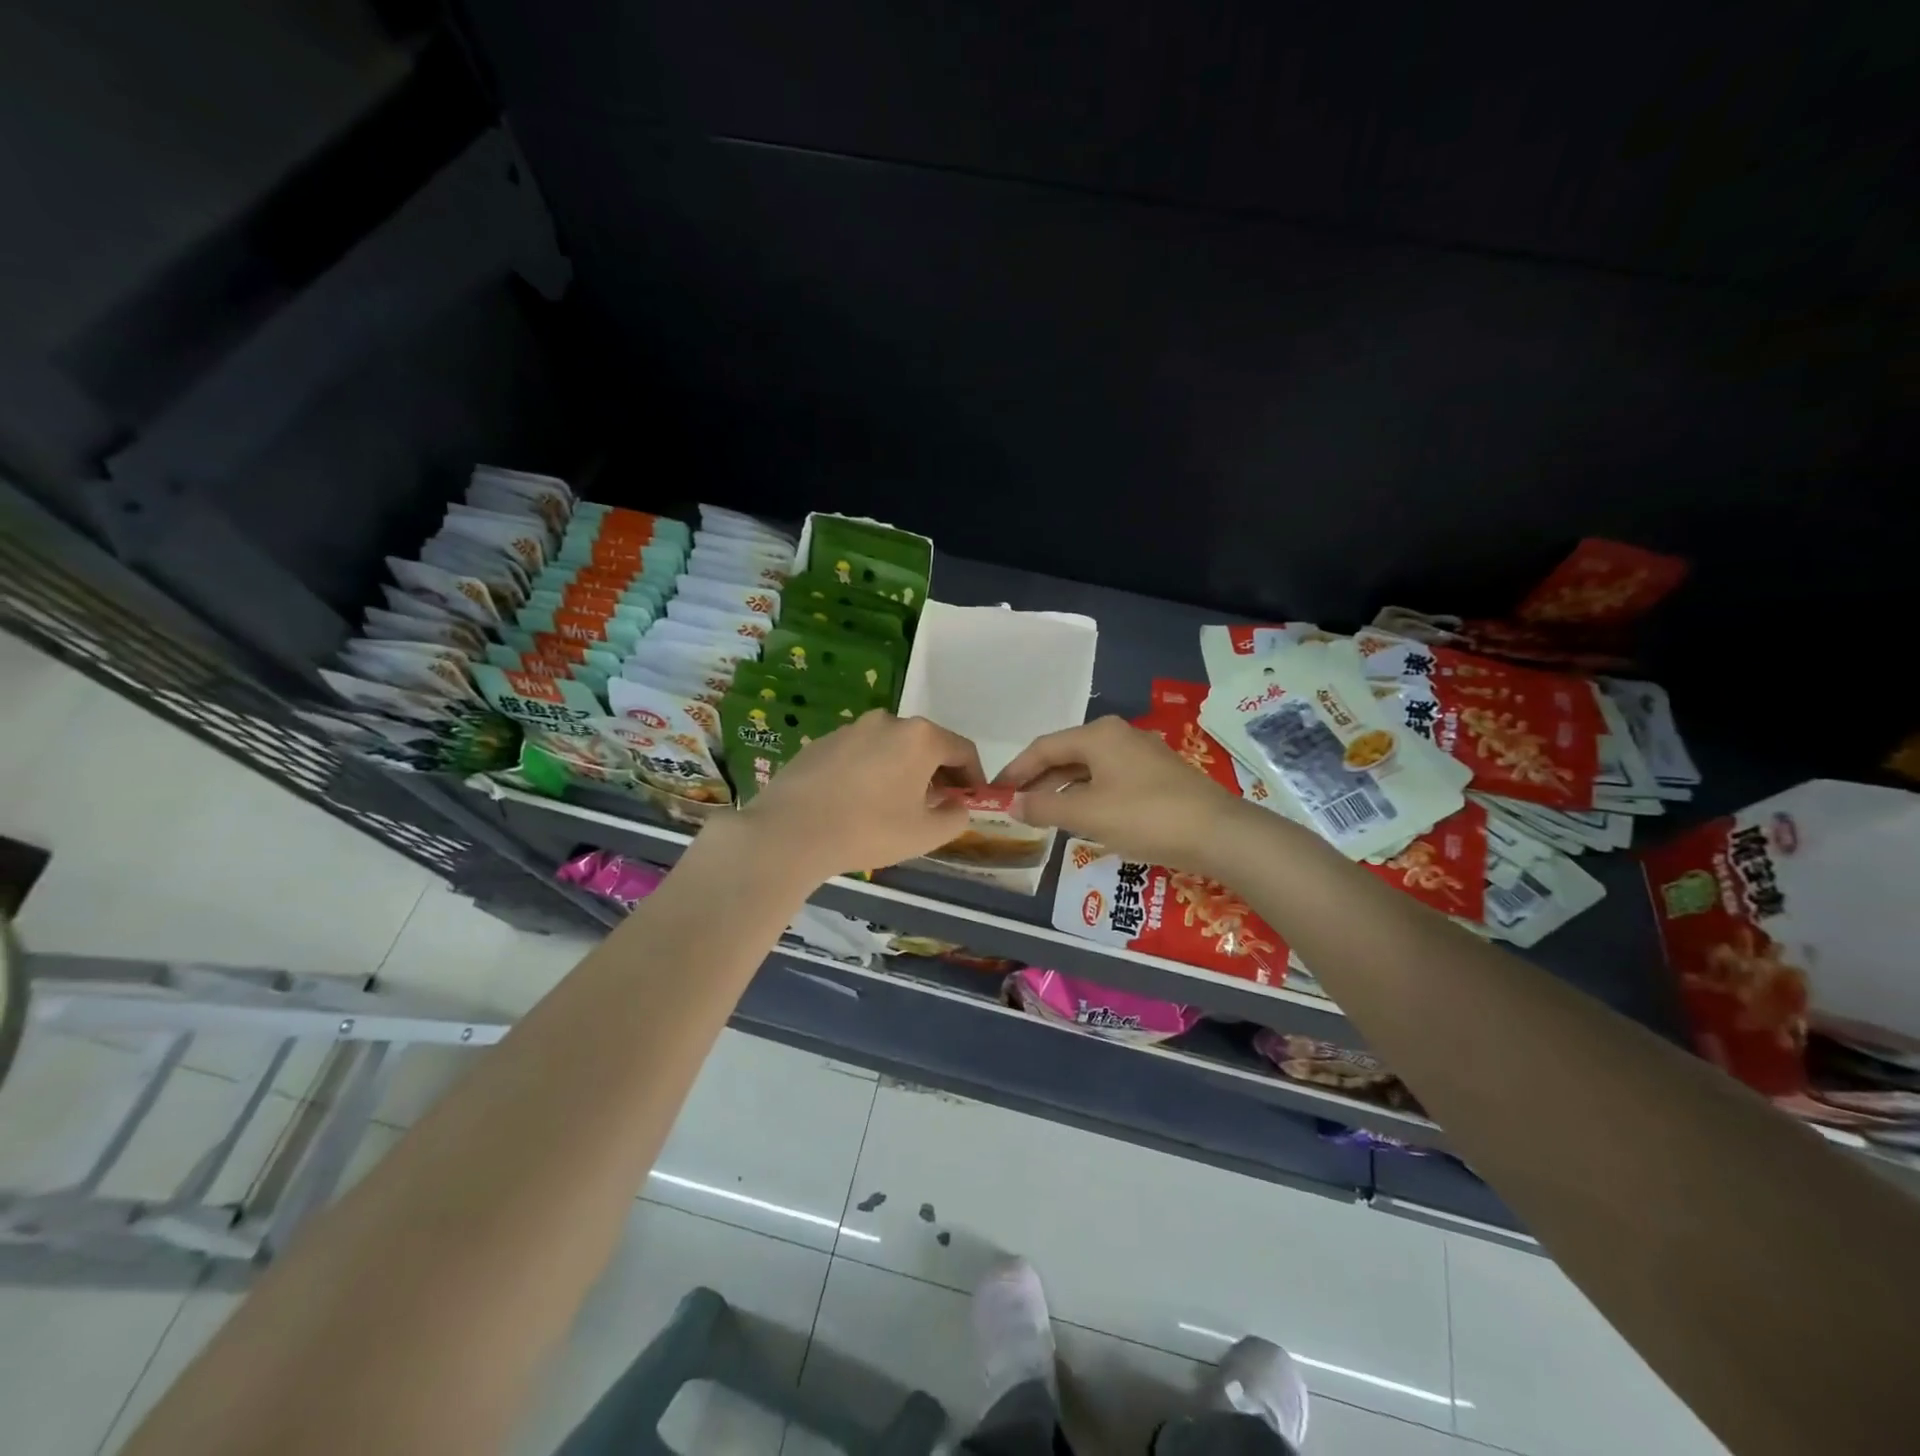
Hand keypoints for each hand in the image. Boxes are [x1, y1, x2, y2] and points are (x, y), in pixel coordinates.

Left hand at [739, 710, 986, 879]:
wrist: (790, 831)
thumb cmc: (869, 830)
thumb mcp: (925, 834)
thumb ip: (955, 817)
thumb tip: (958, 806)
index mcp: (920, 738)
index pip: (962, 750)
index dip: (974, 777)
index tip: (972, 801)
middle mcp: (888, 722)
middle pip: (926, 744)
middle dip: (938, 773)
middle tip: (937, 805)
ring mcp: (851, 729)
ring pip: (891, 748)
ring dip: (903, 771)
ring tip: (895, 805)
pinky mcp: (822, 742)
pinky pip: (860, 754)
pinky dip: (870, 771)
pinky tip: (858, 801)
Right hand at [995, 716, 1245, 871]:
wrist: (1218, 833)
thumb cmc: (1145, 816)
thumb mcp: (1087, 814)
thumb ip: (1044, 808)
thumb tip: (1011, 804)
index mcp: (1098, 734)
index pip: (1043, 747)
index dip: (1015, 770)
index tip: (994, 792)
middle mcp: (1118, 735)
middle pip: (1066, 755)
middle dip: (1037, 780)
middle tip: (1013, 805)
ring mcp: (1141, 754)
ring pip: (1088, 769)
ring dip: (1062, 790)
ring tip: (1040, 814)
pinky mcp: (1157, 775)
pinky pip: (1108, 779)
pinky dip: (1087, 795)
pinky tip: (1081, 817)